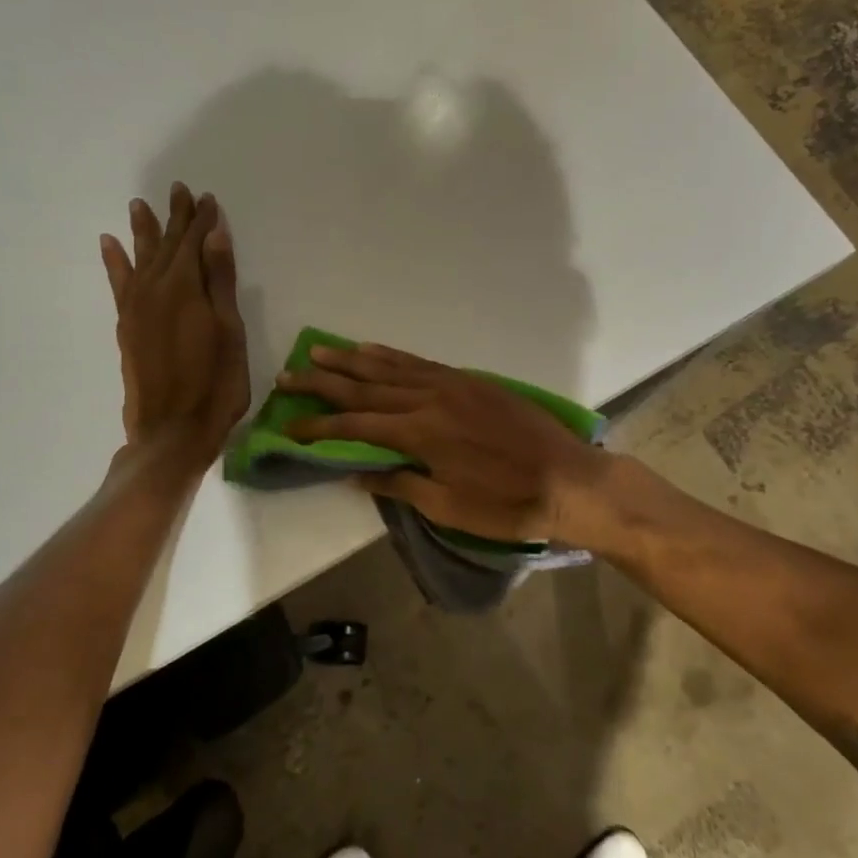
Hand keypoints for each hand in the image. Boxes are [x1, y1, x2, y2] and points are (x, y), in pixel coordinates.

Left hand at [100, 184, 248, 470]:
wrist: (171, 430)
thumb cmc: (215, 384)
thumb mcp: (229, 332)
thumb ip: (220, 282)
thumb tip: (214, 235)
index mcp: (186, 288)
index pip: (195, 242)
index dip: (202, 220)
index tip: (206, 198)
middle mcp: (155, 289)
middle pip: (167, 245)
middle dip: (175, 218)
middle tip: (178, 190)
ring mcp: (136, 308)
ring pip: (141, 258)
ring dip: (143, 231)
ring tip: (138, 204)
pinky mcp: (126, 326)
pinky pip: (118, 283)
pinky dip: (115, 262)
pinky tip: (110, 245)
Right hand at [276, 344, 611, 543]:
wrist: (569, 480)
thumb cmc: (507, 504)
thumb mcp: (449, 506)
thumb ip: (401, 484)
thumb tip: (358, 473)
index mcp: (420, 432)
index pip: (355, 425)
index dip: (319, 426)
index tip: (288, 426)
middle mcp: (429, 398)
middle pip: (365, 386)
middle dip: (323, 382)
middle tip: (288, 375)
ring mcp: (451, 384)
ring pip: (390, 367)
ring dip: (351, 360)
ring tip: (319, 351)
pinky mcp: (470, 381)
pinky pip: (420, 363)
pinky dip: (392, 356)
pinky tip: (373, 351)